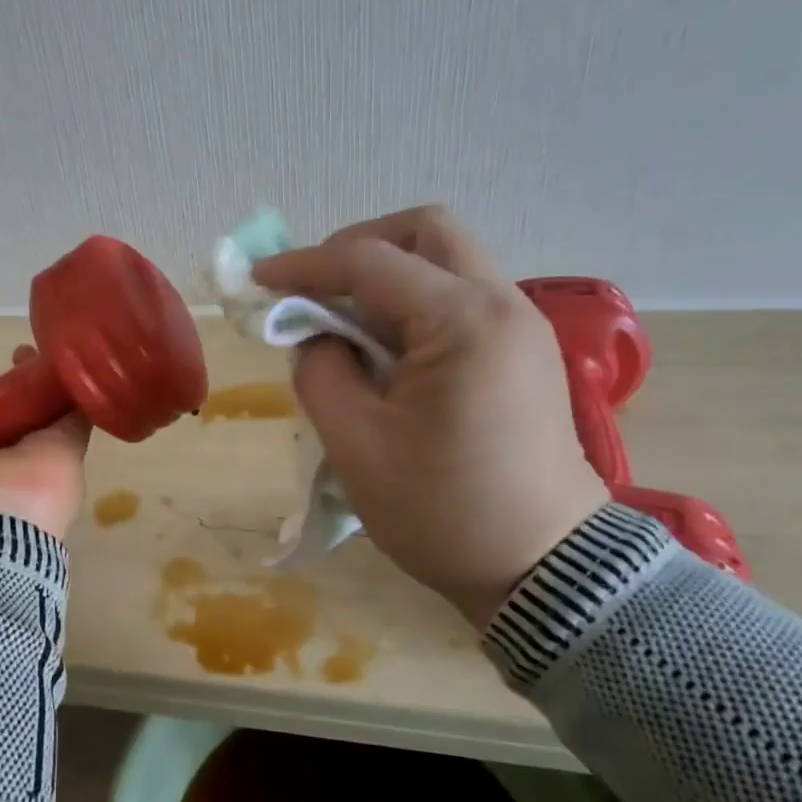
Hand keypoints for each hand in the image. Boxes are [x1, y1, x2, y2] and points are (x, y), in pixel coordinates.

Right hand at [252, 206, 608, 626]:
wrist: (543, 570)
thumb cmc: (443, 510)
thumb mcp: (355, 443)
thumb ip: (320, 370)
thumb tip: (318, 336)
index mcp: (464, 321)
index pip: (369, 261)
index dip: (304, 265)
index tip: (258, 281)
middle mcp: (503, 304)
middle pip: (427, 231)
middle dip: (359, 246)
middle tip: (316, 288)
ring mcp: (523, 326)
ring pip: (448, 261)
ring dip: (389, 275)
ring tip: (344, 322)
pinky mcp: (524, 353)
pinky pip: (462, 299)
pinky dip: (415, 303)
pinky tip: (385, 348)